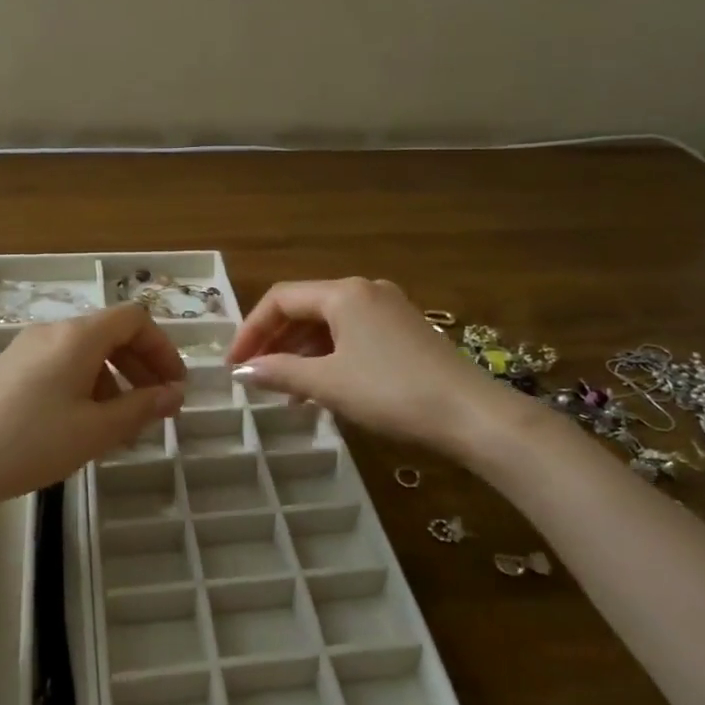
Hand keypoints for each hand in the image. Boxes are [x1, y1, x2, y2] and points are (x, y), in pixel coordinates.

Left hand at [0, 302, 185, 512]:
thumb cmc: (30, 442)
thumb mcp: (96, 430)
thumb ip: (141, 408)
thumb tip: (175, 394)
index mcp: (79, 335)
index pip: (135, 319)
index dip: (163, 348)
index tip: (175, 387)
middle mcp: (54, 331)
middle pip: (112, 333)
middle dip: (142, 366)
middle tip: (158, 407)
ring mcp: (28, 348)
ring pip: (87, 352)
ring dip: (116, 380)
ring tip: (123, 426)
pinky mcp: (11, 368)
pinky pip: (63, 365)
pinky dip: (87, 386)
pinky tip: (84, 425)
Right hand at [226, 277, 510, 453]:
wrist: (471, 414)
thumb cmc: (391, 392)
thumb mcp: (329, 383)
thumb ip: (280, 372)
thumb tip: (242, 372)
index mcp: (343, 292)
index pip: (281, 299)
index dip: (251, 330)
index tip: (233, 365)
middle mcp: (365, 290)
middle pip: (305, 308)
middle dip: (275, 342)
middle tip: (254, 376)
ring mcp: (389, 309)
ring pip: (329, 324)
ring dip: (301, 353)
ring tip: (285, 391)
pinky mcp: (405, 330)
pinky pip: (352, 335)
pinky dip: (329, 357)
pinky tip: (322, 388)